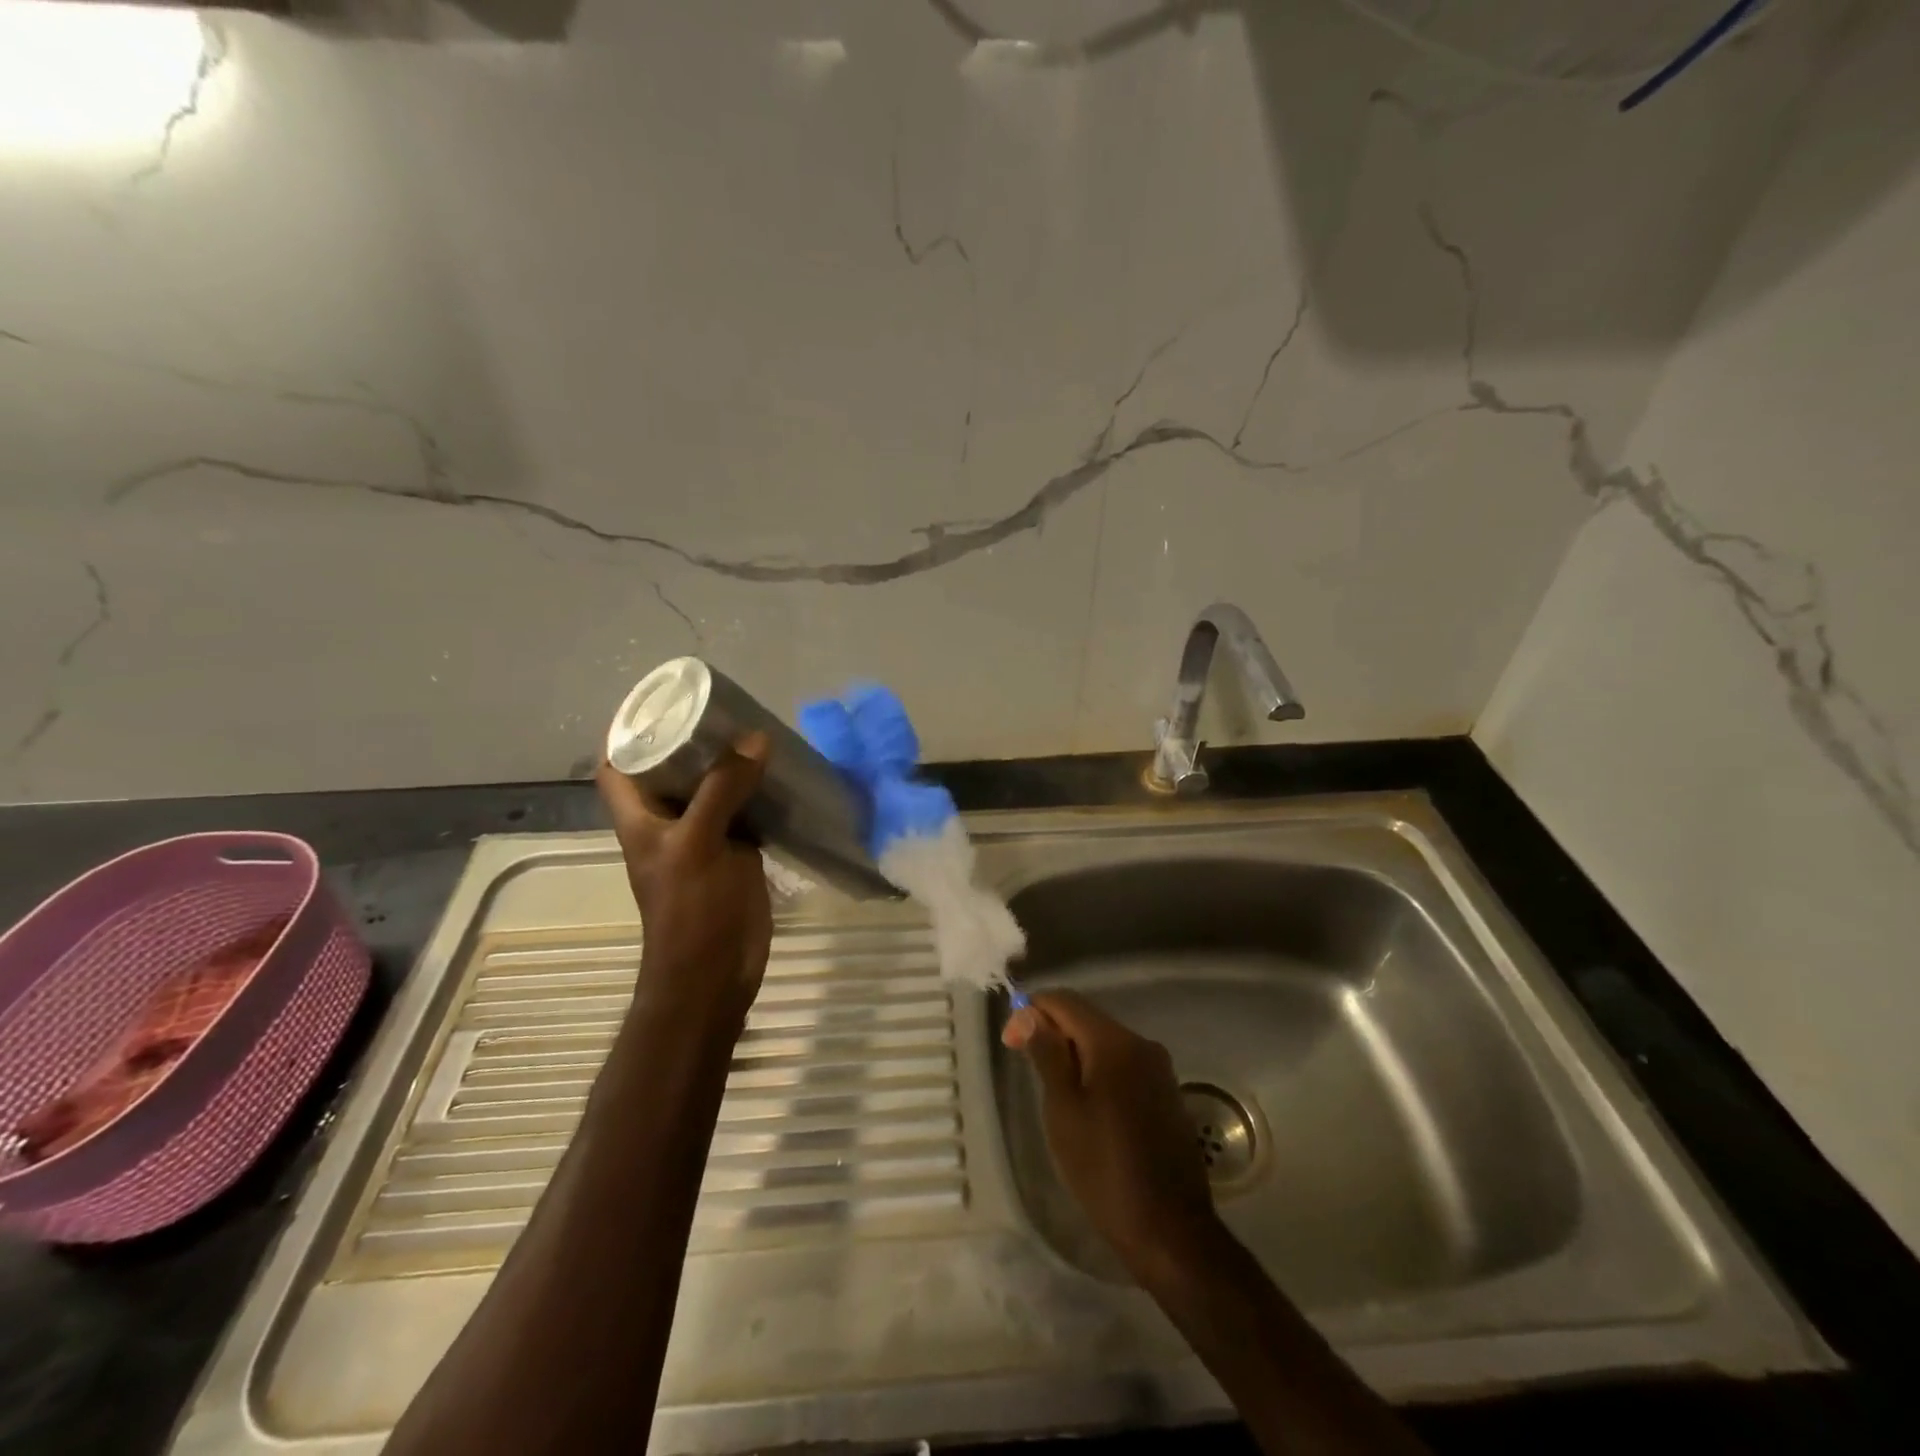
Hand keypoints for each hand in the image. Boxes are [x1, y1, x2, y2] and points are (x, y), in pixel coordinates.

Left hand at [596, 735, 773, 1030]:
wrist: (714, 972)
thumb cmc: (690, 911)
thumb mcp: (697, 844)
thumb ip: (722, 790)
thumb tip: (756, 739)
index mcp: (640, 816)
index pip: (619, 762)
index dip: (630, 729)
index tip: (663, 700)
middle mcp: (668, 820)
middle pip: (673, 768)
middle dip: (694, 738)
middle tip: (725, 708)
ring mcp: (704, 835)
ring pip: (713, 787)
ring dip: (731, 762)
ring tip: (757, 729)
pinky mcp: (736, 850)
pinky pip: (745, 809)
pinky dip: (759, 790)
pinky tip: (781, 771)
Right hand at [1003, 991, 1220, 1285]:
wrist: (1170, 1232)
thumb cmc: (1104, 1170)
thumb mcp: (1063, 1110)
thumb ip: (1047, 1054)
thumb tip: (1030, 1013)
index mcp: (1115, 1042)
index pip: (1065, 1001)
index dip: (1031, 1011)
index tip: (1010, 1044)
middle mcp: (1142, 1044)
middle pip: (1086, 1017)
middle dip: (1052, 1031)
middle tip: (1026, 1066)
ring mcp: (1159, 1069)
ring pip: (1104, 1041)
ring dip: (1074, 1052)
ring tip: (1052, 1090)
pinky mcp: (1166, 1093)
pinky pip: (1123, 1064)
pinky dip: (1098, 1070)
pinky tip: (1086, 1104)